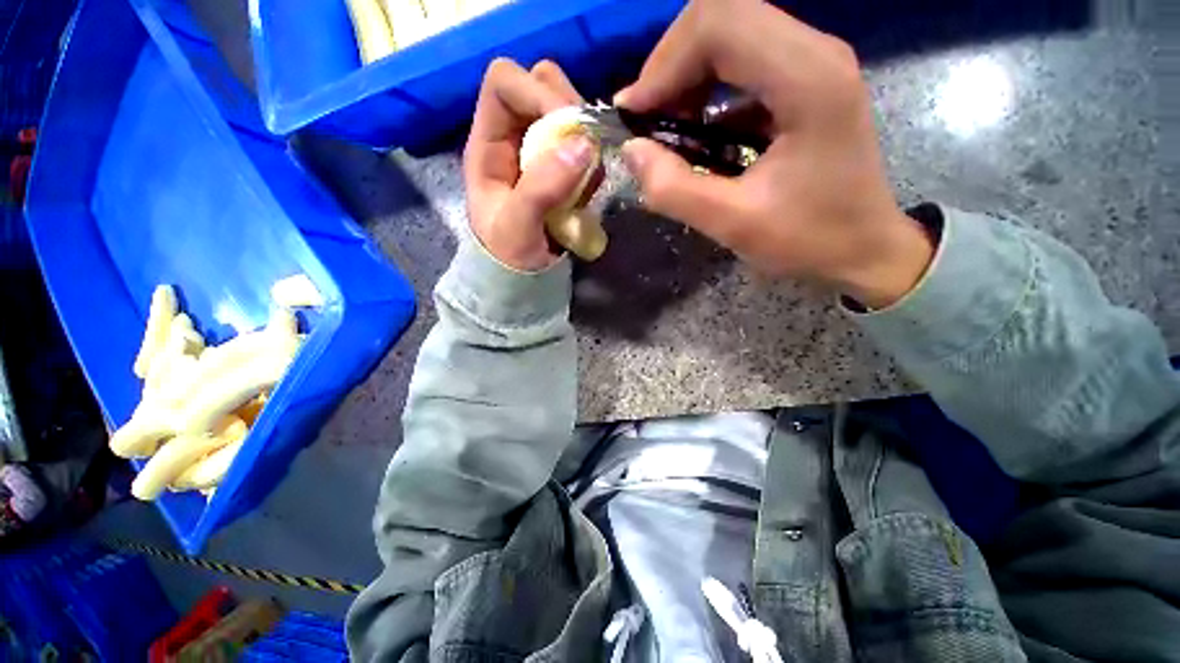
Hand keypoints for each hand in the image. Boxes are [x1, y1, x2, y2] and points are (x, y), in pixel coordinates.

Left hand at [464, 59, 600, 271]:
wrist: (524, 280)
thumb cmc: (509, 258)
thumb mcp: (516, 229)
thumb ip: (542, 189)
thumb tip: (584, 145)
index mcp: (488, 144)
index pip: (504, 83)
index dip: (536, 92)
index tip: (568, 126)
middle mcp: (515, 138)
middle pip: (542, 85)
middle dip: (569, 109)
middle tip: (584, 149)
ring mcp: (542, 152)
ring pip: (569, 111)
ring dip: (585, 137)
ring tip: (585, 179)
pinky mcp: (564, 170)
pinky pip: (586, 147)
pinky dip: (593, 162)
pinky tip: (587, 191)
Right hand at [616, 0, 933, 307]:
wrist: (864, 248)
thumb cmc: (810, 240)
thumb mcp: (734, 225)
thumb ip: (675, 189)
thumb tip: (631, 151)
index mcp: (807, 79)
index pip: (720, 24)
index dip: (664, 63)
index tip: (635, 114)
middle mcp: (814, 52)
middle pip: (723, 16)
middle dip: (671, 65)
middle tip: (649, 120)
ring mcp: (813, 62)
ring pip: (731, 34)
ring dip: (687, 75)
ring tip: (668, 126)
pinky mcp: (805, 80)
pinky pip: (743, 61)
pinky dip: (706, 88)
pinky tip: (696, 130)